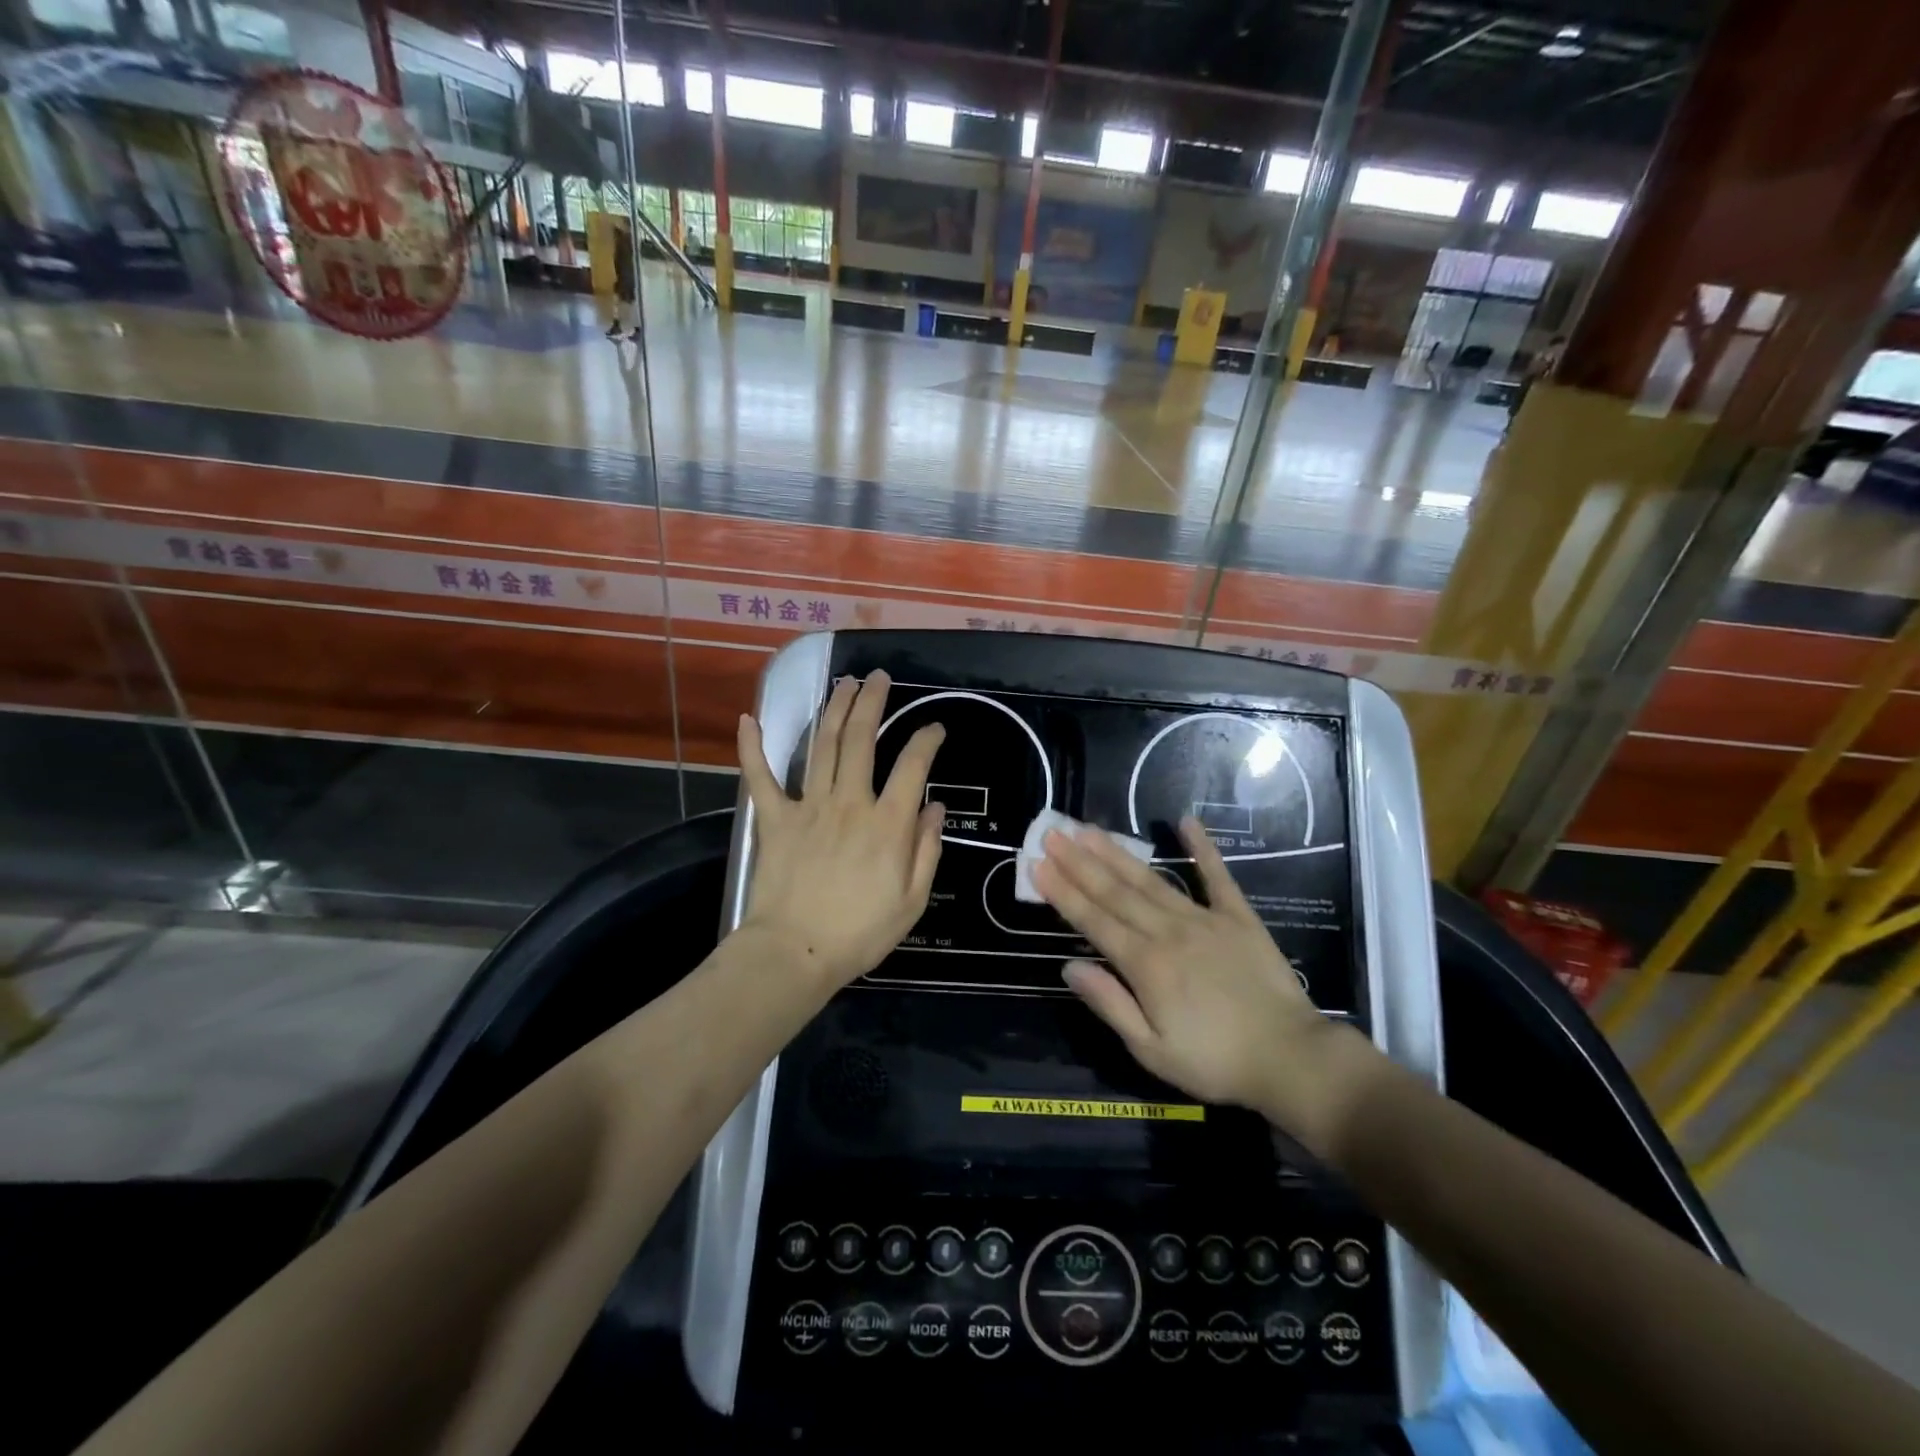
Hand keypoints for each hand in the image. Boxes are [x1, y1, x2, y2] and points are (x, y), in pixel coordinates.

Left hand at [736, 671, 945, 989]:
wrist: (795, 954)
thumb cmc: (860, 933)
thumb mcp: (912, 900)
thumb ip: (927, 849)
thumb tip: (934, 807)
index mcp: (887, 823)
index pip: (913, 766)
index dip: (927, 740)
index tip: (934, 728)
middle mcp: (850, 802)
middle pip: (862, 739)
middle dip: (872, 701)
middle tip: (878, 677)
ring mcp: (809, 806)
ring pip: (823, 745)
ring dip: (833, 709)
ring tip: (844, 682)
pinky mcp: (775, 819)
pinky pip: (761, 777)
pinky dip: (752, 748)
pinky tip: (749, 719)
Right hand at [1033, 817, 1359, 1143]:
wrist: (1290, 1058)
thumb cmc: (1215, 1061)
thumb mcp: (1152, 1050)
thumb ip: (1110, 1004)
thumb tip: (1069, 966)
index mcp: (1145, 965)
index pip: (1094, 920)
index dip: (1063, 892)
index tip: (1038, 864)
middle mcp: (1168, 932)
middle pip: (1116, 892)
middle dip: (1080, 862)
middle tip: (1053, 833)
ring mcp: (1204, 919)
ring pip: (1151, 880)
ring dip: (1117, 853)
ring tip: (1090, 829)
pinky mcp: (1238, 917)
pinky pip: (1217, 876)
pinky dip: (1202, 848)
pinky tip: (1185, 821)